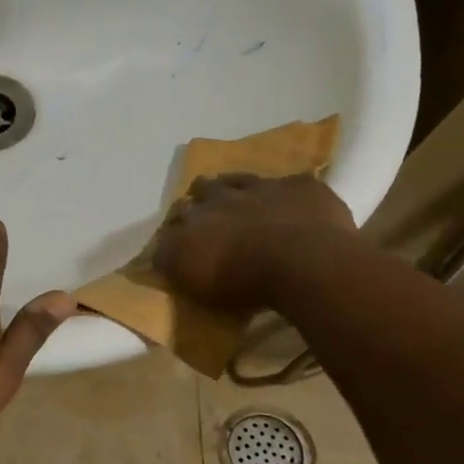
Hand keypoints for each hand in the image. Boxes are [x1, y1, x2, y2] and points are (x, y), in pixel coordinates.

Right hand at [154, 172, 358, 311]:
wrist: (303, 261)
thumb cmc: (244, 282)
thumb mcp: (196, 284)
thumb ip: (175, 263)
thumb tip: (160, 255)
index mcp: (192, 224)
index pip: (173, 222)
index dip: (175, 229)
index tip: (178, 240)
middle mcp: (220, 199)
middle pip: (202, 189)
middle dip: (200, 198)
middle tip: (206, 211)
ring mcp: (261, 188)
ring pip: (238, 179)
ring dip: (233, 185)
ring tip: (236, 195)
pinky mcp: (299, 186)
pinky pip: (287, 184)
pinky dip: (284, 192)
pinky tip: (289, 203)